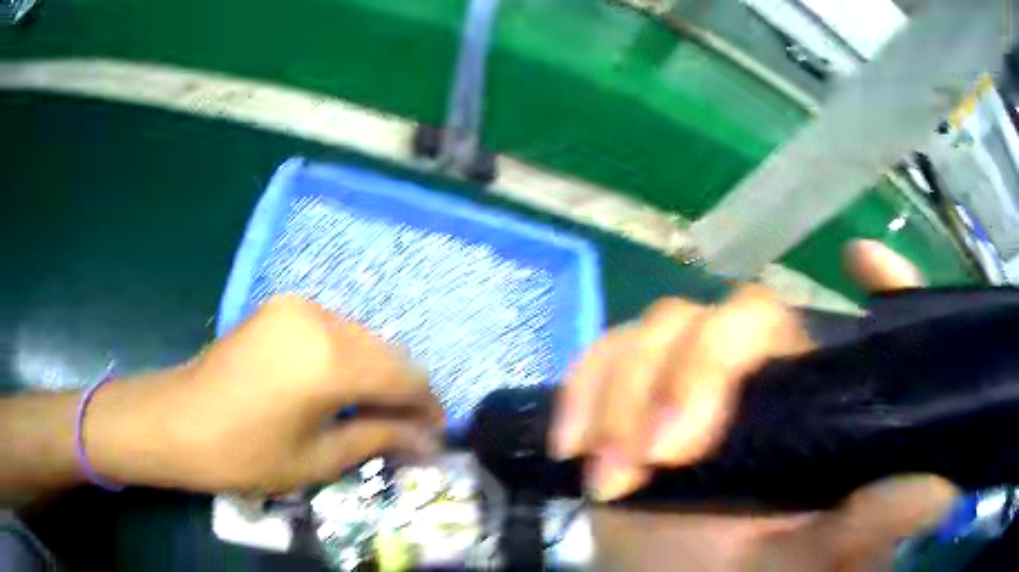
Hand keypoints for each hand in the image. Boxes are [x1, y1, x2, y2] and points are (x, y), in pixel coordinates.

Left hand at [85, 295, 443, 493]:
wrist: (178, 420)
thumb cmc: (245, 452)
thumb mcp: (317, 458)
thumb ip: (378, 439)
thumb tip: (428, 441)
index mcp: (330, 360)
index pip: (405, 377)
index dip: (427, 407)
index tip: (436, 434)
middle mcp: (320, 318)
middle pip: (387, 351)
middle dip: (404, 391)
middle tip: (410, 429)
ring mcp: (298, 306)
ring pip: (362, 337)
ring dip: (378, 373)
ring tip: (378, 411)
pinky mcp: (281, 307)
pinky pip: (335, 329)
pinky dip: (350, 358)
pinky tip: (343, 386)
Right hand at [551, 240, 955, 570]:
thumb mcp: (817, 558)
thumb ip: (875, 522)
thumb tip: (944, 489)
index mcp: (821, 403)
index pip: (858, 324)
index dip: (874, 282)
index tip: (859, 263)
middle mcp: (766, 378)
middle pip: (738, 312)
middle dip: (695, 372)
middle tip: (664, 453)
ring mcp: (693, 382)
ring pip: (663, 326)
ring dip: (626, 393)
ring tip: (613, 474)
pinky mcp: (631, 397)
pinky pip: (603, 355)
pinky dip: (583, 389)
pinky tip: (574, 444)